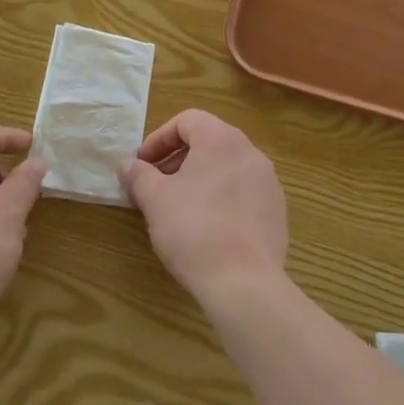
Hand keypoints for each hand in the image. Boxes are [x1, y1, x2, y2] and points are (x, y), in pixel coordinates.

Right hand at [118, 110, 287, 307]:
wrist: (245, 284)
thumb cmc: (194, 229)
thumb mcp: (155, 199)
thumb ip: (138, 175)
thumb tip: (127, 165)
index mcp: (222, 139)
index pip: (187, 120)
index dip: (159, 139)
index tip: (142, 165)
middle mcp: (250, 152)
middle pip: (208, 142)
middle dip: (176, 160)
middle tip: (154, 187)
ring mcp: (268, 183)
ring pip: (226, 168)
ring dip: (198, 179)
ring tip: (177, 208)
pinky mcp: (277, 212)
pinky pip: (242, 192)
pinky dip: (221, 198)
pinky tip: (206, 228)